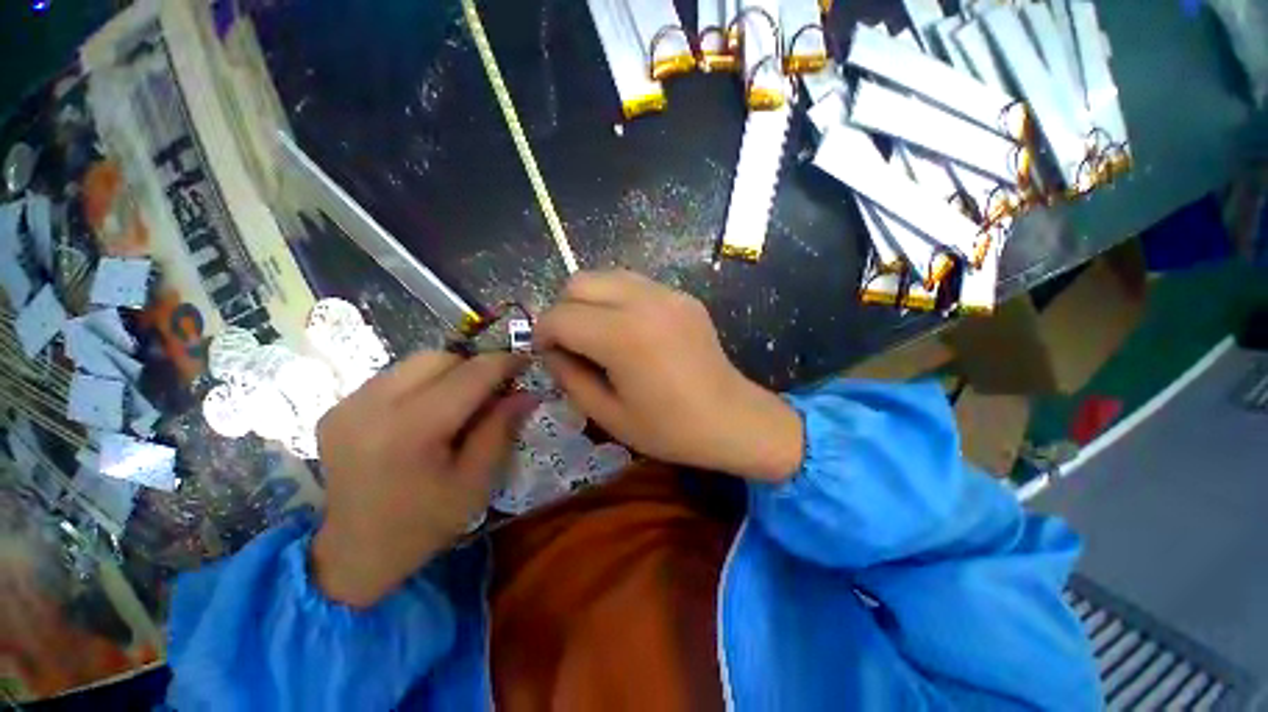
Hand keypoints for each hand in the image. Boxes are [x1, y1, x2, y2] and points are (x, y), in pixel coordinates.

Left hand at [311, 351, 534, 607]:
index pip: (469, 375)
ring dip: (447, 374)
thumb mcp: (477, 481)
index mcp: (410, 431)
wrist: (356, 552)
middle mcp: (372, 407)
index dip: (503, 363)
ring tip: (459, 404)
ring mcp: (348, 405)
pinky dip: (421, 384)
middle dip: (473, 368)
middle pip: (439, 358)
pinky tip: (426, 414)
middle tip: (491, 391)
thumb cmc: (425, 524)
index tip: (525, 362)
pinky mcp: (337, 407)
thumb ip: (502, 428)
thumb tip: (526, 392)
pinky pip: (394, 376)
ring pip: (415, 362)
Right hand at [535, 270, 802, 480]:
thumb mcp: (608, 415)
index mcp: (623, 336)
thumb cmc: (670, 428)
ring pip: (605, 276)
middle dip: (564, 311)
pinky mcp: (682, 295)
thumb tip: (553, 351)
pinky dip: (617, 300)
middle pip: (579, 282)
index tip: (549, 355)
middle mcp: (644, 301)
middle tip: (572, 344)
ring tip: (598, 335)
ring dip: (590, 301)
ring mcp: (668, 293)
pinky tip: (629, 331)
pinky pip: (634, 284)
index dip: (543, 335)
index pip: (560, 317)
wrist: (732, 418)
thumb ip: (569, 377)